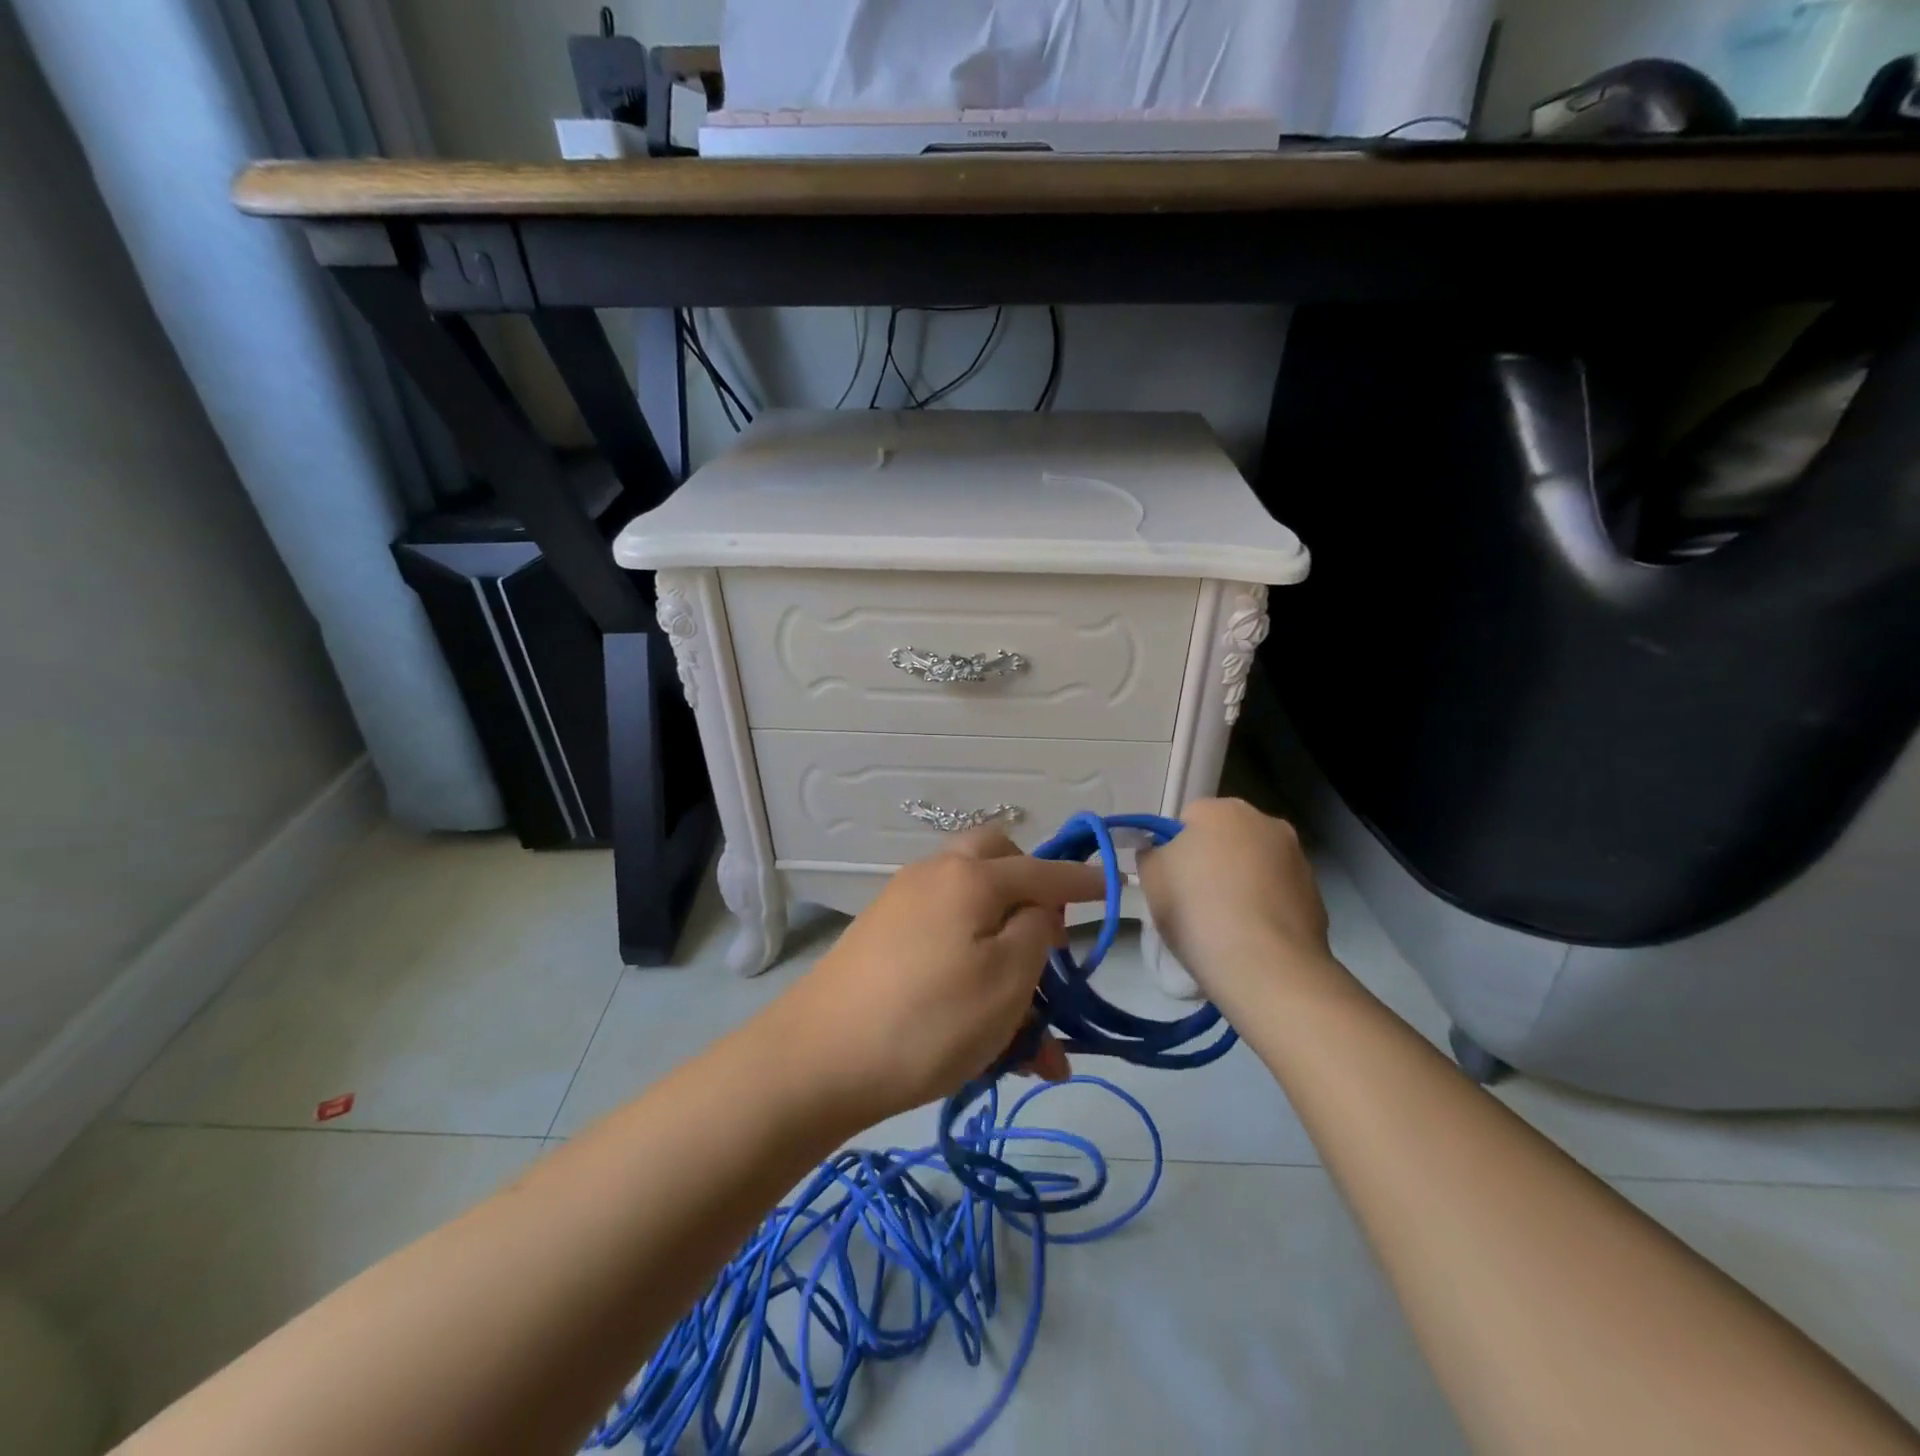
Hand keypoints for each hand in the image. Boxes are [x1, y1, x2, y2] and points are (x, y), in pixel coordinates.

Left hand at [765, 829, 1104, 1128]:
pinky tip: (987, 1037)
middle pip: (997, 864)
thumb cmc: (928, 1019)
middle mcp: (935, 876)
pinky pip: (945, 943)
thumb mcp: (1006, 978)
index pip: (1043, 870)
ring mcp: (902, 906)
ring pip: (973, 915)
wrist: (817, 1060)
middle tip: (1051, 946)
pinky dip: (973, 974)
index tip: (1115, 887)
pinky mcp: (882, 941)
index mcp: (970, 876)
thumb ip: (1035, 929)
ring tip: (1030, 1034)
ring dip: (1006, 957)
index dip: (1083, 881)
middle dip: (1033, 896)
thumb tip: (1035, 909)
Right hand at [1137, 799, 1344, 1002]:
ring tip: (1223, 925)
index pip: (1188, 819)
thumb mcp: (1152, 877)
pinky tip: (1250, 937)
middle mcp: (1266, 823)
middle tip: (1193, 901)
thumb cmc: (1197, 909)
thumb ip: (1152, 854)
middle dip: (1212, 861)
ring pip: (1255, 865)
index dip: (1174, 848)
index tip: (1169, 880)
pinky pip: (1277, 895)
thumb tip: (1161, 852)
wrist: (1265, 966)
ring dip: (1241, 884)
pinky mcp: (1316, 896)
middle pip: (1227, 838)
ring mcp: (1297, 859)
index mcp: (1223, 810)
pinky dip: (1264, 908)